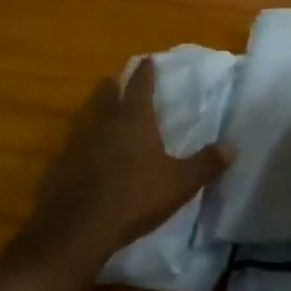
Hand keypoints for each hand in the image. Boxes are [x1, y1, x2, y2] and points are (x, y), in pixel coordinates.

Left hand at [12, 58, 230, 277]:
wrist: (76, 231)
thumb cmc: (134, 199)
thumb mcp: (180, 183)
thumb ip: (206, 164)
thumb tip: (233, 145)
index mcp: (133, 120)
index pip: (140, 86)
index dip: (145, 72)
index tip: (147, 59)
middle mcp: (103, 124)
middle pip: (106, 94)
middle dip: (113, 84)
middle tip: (117, 78)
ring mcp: (75, 144)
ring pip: (84, 116)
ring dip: (93, 109)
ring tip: (99, 110)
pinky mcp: (57, 167)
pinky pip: (69, 146)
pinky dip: (78, 144)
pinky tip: (81, 154)